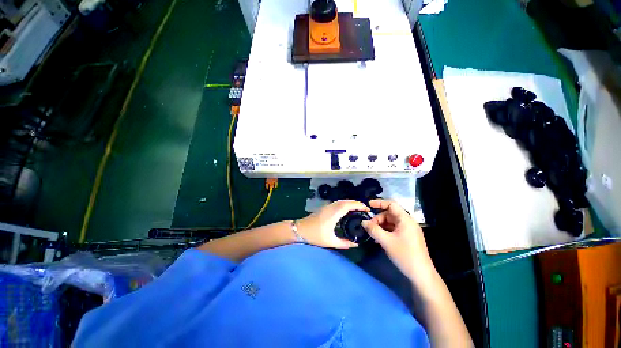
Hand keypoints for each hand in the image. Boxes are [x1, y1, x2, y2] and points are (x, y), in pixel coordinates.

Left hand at [297, 200, 369, 248]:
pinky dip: (346, 205)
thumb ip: (344, 243)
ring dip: (351, 203)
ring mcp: (328, 206)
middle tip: (365, 210)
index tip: (367, 209)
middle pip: (346, 201)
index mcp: (333, 213)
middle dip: (357, 203)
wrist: (300, 229)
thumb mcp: (330, 241)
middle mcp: (331, 207)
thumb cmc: (314, 235)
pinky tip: (348, 211)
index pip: (348, 205)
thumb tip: (356, 244)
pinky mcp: (325, 208)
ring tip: (359, 210)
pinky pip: (338, 203)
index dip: (359, 205)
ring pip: (342, 201)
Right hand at [362, 200, 433, 280]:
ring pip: (391, 222)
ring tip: (373, 234)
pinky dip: (385, 232)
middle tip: (369, 227)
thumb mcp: (386, 242)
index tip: (368, 205)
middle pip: (390, 214)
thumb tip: (363, 222)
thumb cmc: (405, 255)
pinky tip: (379, 239)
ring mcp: (408, 230)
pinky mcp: (407, 237)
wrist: (421, 275)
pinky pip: (394, 229)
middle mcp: (408, 222)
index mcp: (405, 220)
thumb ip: (373, 230)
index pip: (391, 204)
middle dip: (378, 219)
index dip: (379, 203)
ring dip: (381, 226)